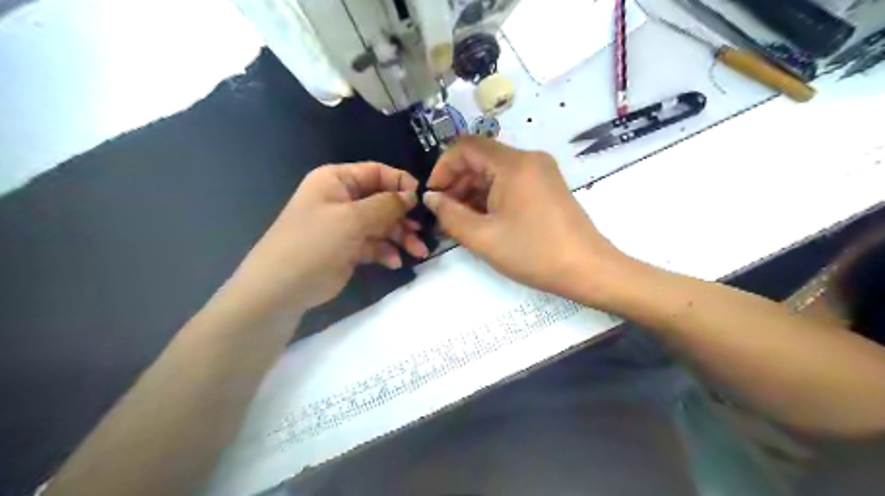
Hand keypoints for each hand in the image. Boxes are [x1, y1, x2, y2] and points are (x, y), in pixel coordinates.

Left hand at [229, 164, 427, 314]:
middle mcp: (342, 199)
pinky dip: (386, 252)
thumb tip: (412, 195)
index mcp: (337, 181)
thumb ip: (386, 205)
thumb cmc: (315, 243)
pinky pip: (375, 245)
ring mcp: (346, 226)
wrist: (281, 289)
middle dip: (404, 217)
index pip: (376, 172)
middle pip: (383, 201)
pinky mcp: (349, 249)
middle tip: (423, 232)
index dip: (401, 183)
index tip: (422, 199)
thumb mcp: (352, 219)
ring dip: (401, 238)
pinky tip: (394, 263)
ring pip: (382, 225)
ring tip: (418, 252)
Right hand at [426, 138, 624, 304]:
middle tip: (444, 214)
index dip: (443, 167)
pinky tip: (484, 220)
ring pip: (495, 172)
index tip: (433, 196)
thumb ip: (450, 215)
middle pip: (481, 158)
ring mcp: (541, 171)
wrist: (588, 270)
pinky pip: (511, 182)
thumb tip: (431, 197)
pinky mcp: (547, 186)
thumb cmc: (533, 253)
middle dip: (457, 183)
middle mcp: (529, 159)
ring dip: (473, 192)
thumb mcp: (483, 237)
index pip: (465, 146)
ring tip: (461, 222)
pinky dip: (492, 196)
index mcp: (513, 164)